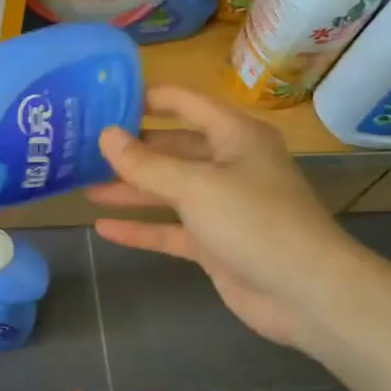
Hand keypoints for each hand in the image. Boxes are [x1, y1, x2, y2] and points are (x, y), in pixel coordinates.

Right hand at [89, 85, 364, 350]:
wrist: (306, 292)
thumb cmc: (254, 221)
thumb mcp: (195, 186)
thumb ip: (146, 163)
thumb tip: (105, 135)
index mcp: (234, 136)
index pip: (185, 103)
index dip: (147, 98)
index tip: (104, 99)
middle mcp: (228, 164)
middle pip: (172, 148)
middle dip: (132, 149)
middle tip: (84, 147)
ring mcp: (222, 205)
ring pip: (168, 190)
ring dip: (130, 189)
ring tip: (85, 186)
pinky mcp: (215, 242)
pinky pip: (171, 229)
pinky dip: (141, 228)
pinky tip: (104, 227)